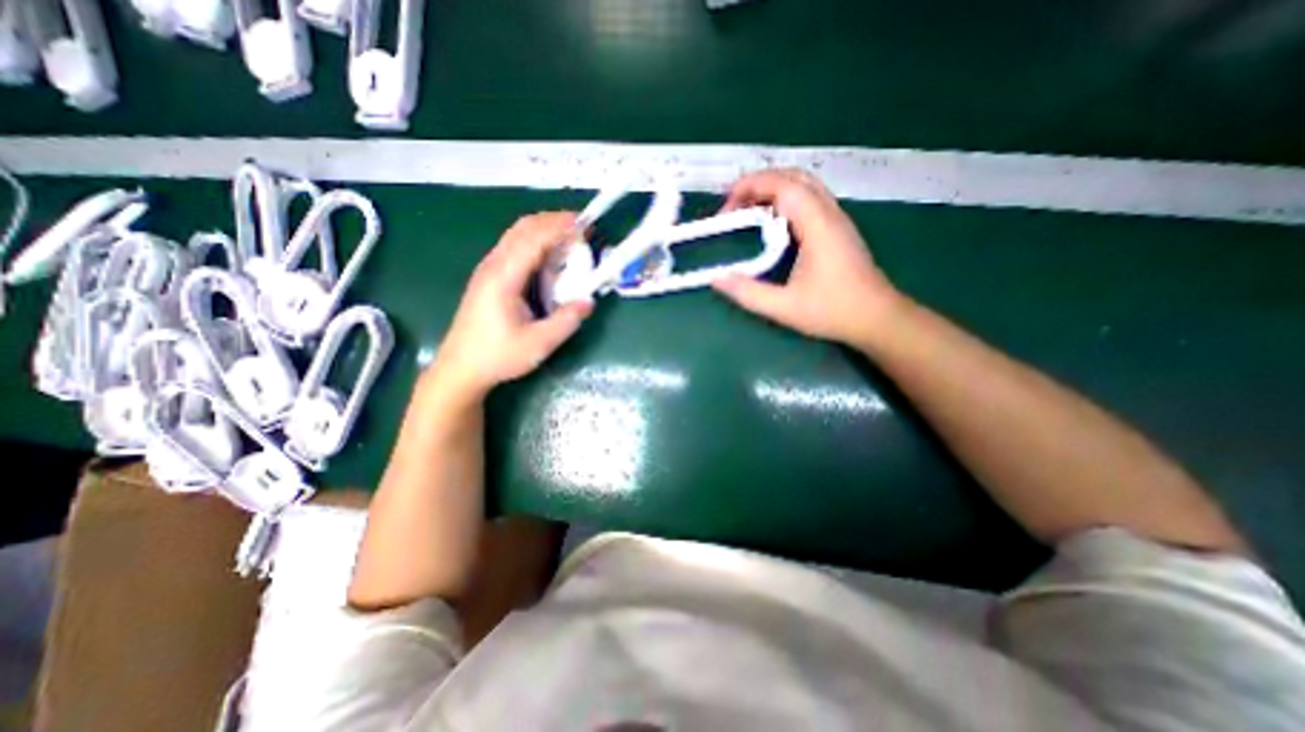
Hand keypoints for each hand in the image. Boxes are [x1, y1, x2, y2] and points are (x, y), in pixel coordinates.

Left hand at [429, 210, 593, 399]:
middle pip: (522, 228)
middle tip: (581, 227)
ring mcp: (487, 269)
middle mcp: (493, 266)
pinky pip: (513, 247)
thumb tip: (589, 301)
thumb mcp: (538, 344)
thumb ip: (566, 321)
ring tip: (570, 237)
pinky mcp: (488, 277)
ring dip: (544, 229)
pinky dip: (534, 241)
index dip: (559, 228)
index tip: (585, 226)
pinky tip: (549, 255)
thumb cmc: (498, 356)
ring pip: (516, 235)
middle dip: (553, 221)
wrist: (460, 368)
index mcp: (503, 278)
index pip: (533, 240)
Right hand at [709, 169, 902, 345]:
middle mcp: (829, 212)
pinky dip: (784, 201)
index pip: (782, 185)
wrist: (877, 317)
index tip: (726, 208)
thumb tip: (716, 279)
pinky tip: (772, 225)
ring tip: (747, 212)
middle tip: (733, 207)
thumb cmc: (833, 311)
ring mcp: (836, 218)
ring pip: (803, 185)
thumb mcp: (784, 307)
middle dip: (758, 184)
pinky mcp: (838, 227)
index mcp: (817, 225)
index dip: (750, 187)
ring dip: (772, 191)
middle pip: (792, 177)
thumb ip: (748, 293)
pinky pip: (809, 199)